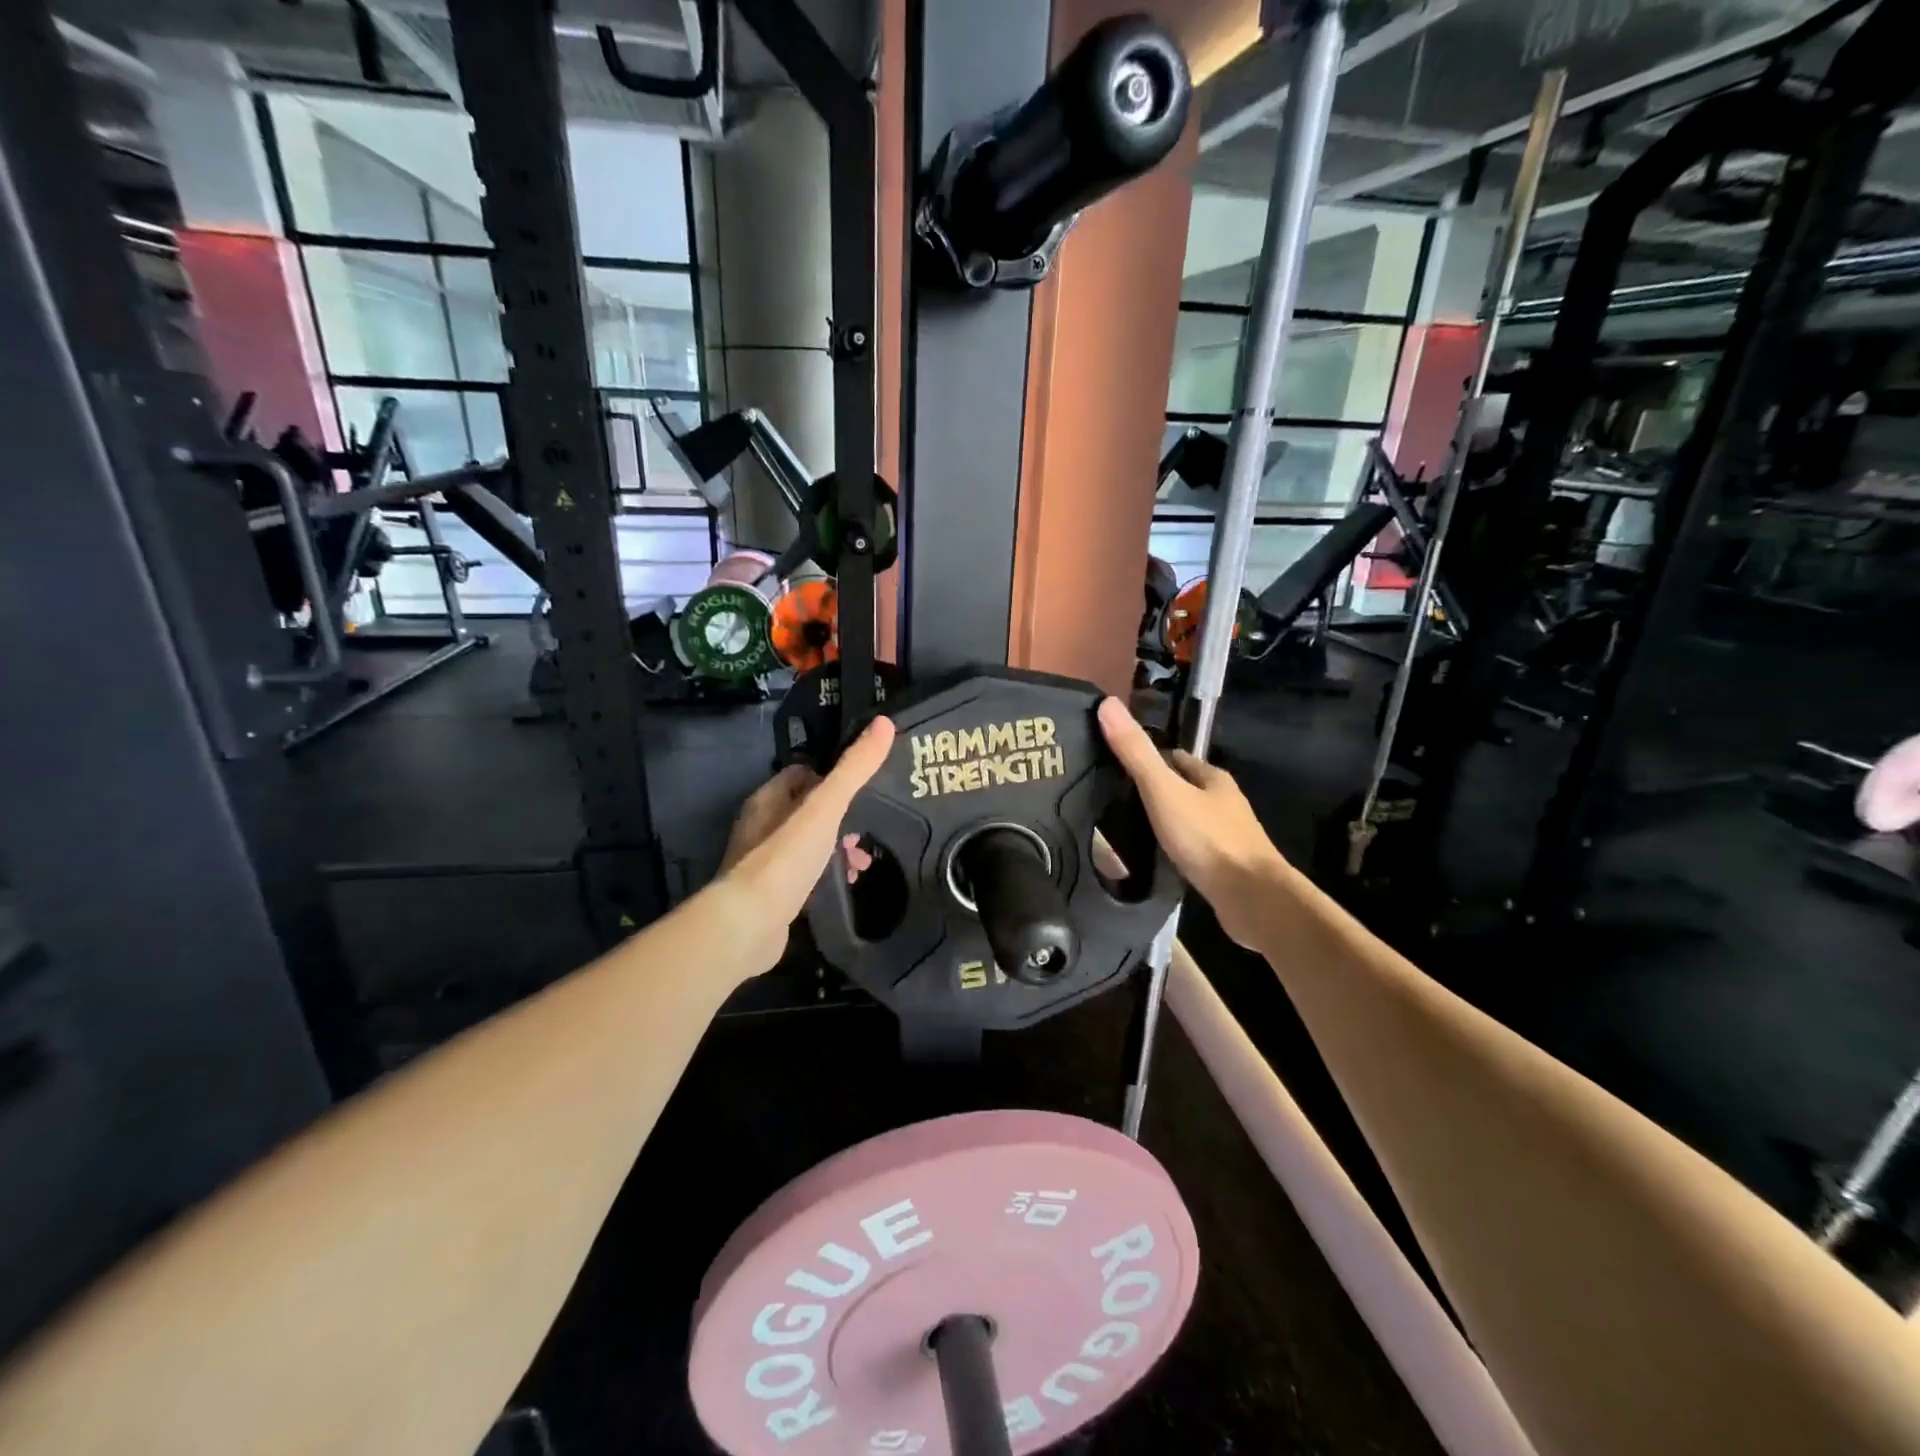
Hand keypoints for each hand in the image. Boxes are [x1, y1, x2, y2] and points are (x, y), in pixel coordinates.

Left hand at [714, 719, 895, 964]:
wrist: (748, 925)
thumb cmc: (785, 858)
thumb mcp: (826, 807)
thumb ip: (854, 768)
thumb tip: (885, 723)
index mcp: (768, 799)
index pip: (804, 773)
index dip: (834, 777)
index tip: (865, 788)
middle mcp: (761, 826)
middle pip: (808, 811)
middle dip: (842, 819)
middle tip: (868, 832)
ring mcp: (763, 863)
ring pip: (809, 844)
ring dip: (837, 849)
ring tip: (864, 864)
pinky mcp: (771, 895)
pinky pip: (805, 875)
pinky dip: (827, 876)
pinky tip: (845, 886)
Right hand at [1097, 697, 1289, 947]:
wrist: (1251, 898)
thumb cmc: (1207, 838)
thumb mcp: (1164, 791)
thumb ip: (1136, 753)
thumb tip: (1108, 703)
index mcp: (1212, 778)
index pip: (1176, 758)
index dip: (1149, 758)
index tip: (1118, 765)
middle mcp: (1224, 803)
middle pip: (1184, 788)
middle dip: (1156, 791)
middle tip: (1116, 798)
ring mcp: (1228, 836)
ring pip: (1189, 819)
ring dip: (1165, 821)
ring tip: (1129, 829)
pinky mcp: (1225, 867)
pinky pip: (1193, 849)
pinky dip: (1175, 849)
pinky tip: (1156, 858)